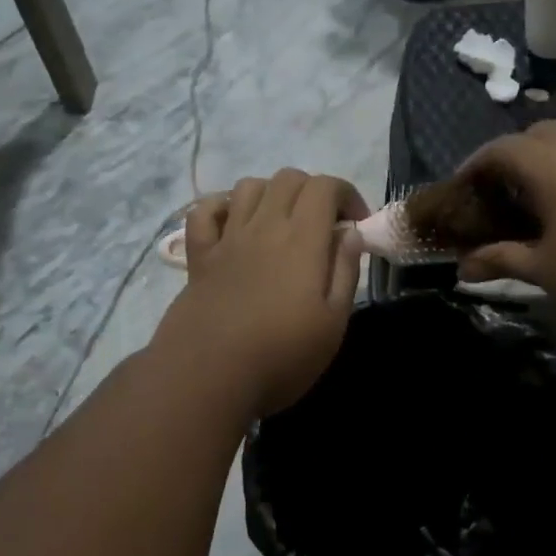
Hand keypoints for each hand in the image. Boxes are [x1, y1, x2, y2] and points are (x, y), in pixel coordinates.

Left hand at [155, 170, 367, 418]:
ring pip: (249, 186)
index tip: (357, 225)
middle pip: (288, 178)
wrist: (208, 377)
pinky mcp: (199, 257)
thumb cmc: (281, 356)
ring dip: (272, 194)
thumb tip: (351, 233)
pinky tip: (234, 225)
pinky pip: (205, 212)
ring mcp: (227, 239)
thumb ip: (344, 271)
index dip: (346, 194)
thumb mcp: (332, 323)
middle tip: (324, 226)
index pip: (325, 186)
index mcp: (302, 240)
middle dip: (314, 191)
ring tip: (283, 224)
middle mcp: (263, 226)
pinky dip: (222, 207)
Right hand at [456, 122, 555, 329]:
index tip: (461, 189)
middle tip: (502, 193)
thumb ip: (501, 260)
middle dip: (512, 157)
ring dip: (548, 158)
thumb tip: (462, 269)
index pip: (499, 149)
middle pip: (535, 133)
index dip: (474, 166)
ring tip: (541, 197)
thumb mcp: (545, 269)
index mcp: (549, 161)